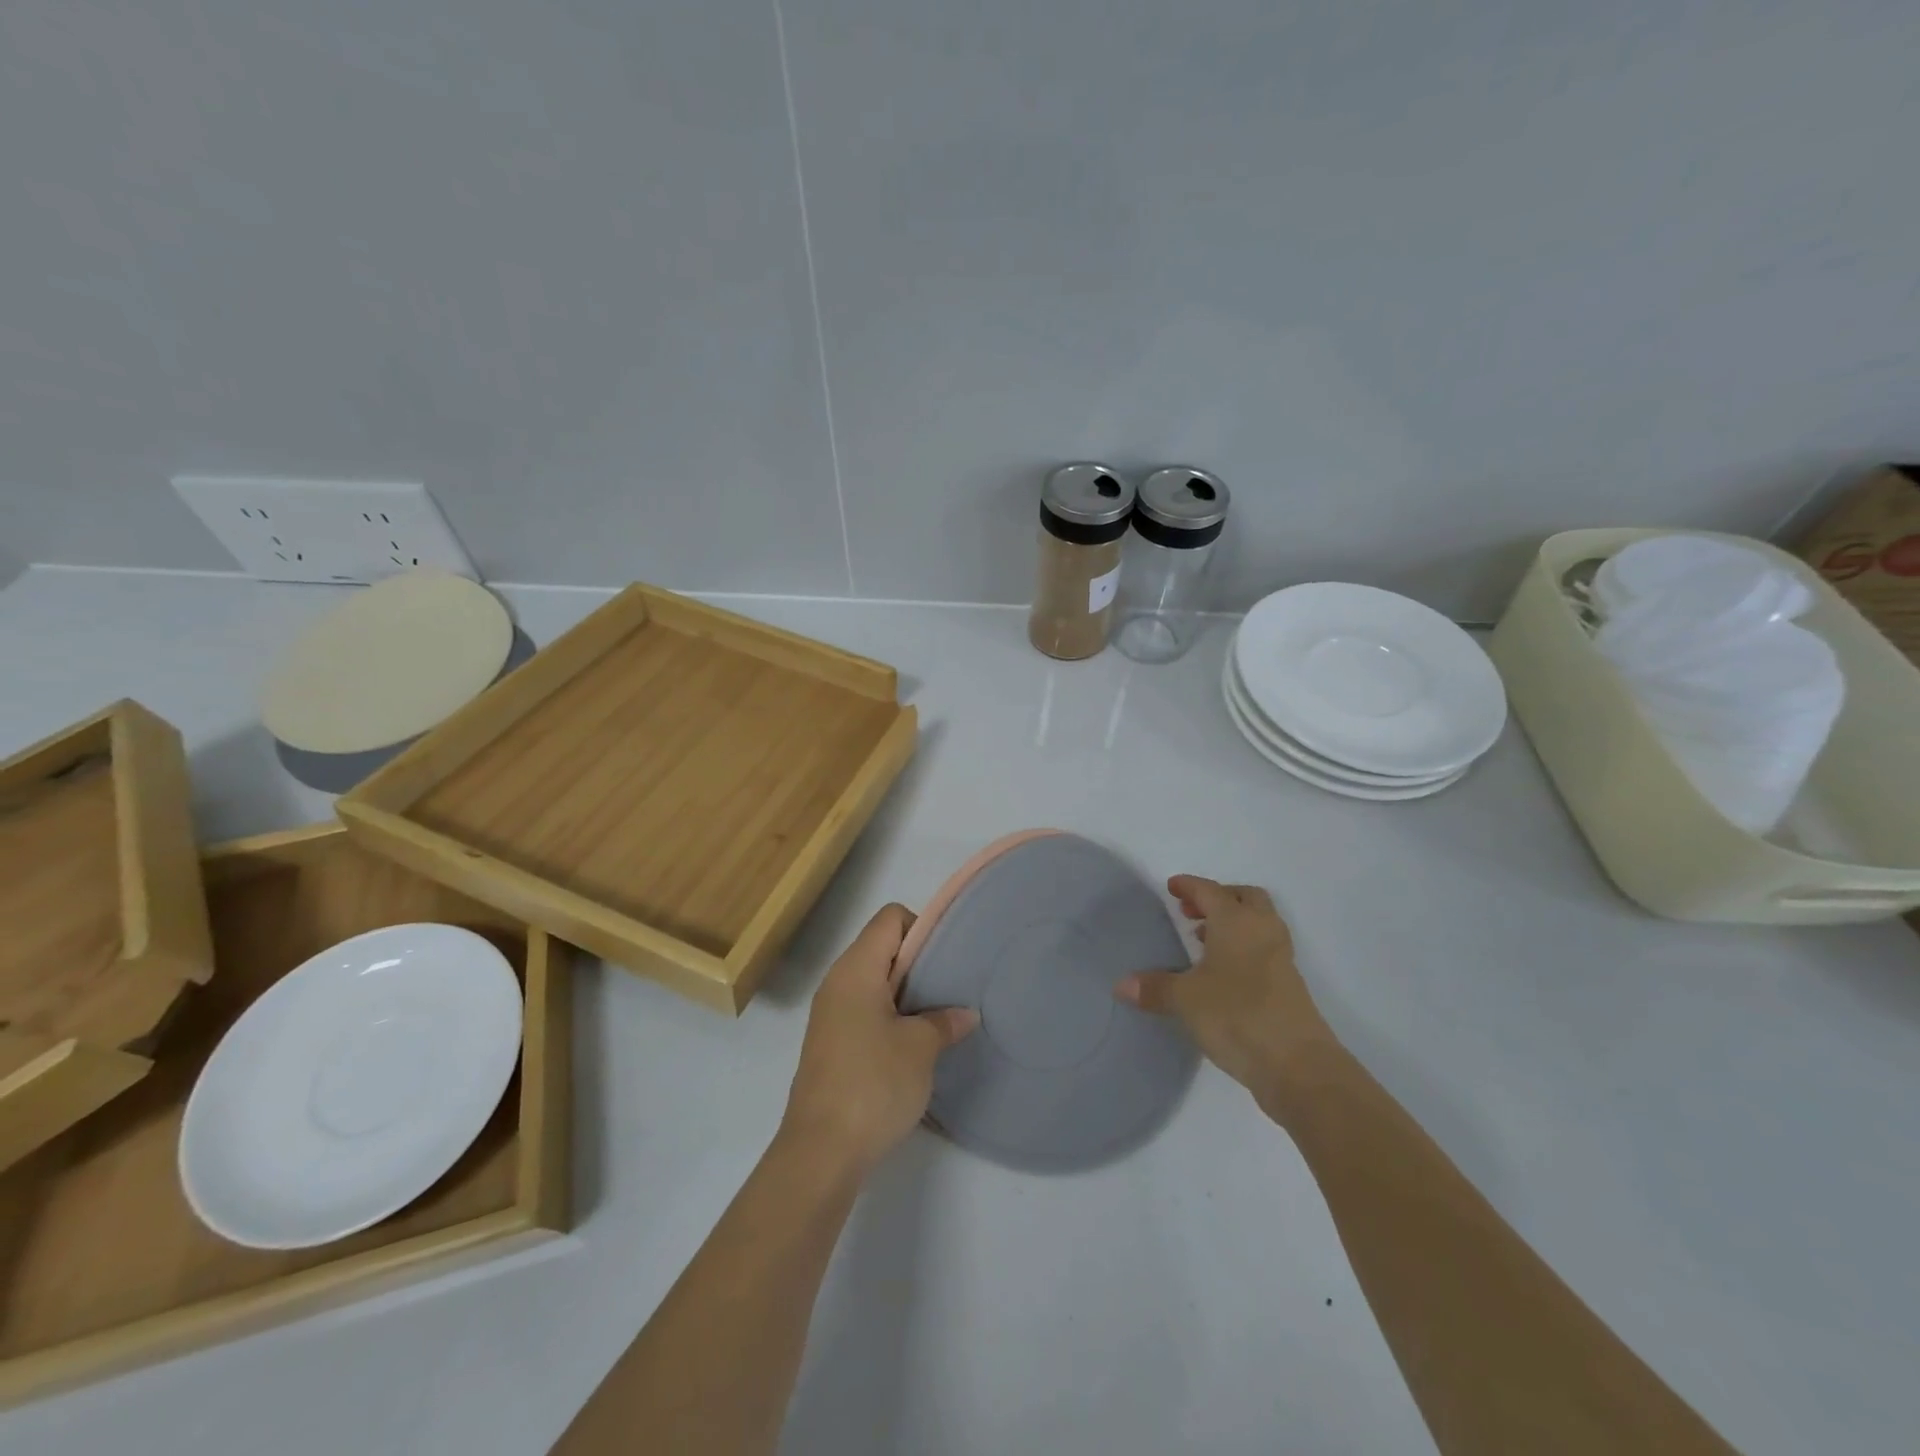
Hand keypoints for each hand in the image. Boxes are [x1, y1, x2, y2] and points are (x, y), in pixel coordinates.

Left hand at [781, 904, 978, 1176]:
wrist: (820, 1152)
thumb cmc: (873, 1084)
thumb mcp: (921, 1048)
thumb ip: (945, 1021)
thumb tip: (965, 1014)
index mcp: (856, 969)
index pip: (890, 918)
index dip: (923, 928)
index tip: (948, 960)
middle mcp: (838, 981)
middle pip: (882, 947)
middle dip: (919, 962)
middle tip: (952, 987)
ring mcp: (830, 1014)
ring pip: (875, 982)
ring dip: (906, 993)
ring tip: (939, 1016)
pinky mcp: (830, 1044)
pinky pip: (865, 1010)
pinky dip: (891, 1016)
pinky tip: (914, 1044)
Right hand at [1116, 875, 1335, 1110]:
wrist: (1299, 1065)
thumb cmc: (1237, 1015)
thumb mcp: (1186, 1000)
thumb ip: (1154, 987)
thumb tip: (1121, 985)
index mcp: (1237, 921)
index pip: (1210, 890)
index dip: (1189, 886)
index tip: (1172, 887)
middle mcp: (1262, 930)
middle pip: (1243, 898)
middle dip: (1218, 899)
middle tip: (1191, 912)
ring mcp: (1281, 957)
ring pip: (1257, 923)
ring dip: (1232, 924)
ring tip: (1201, 941)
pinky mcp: (1289, 985)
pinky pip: (1263, 949)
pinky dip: (1242, 948)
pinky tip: (1221, 974)